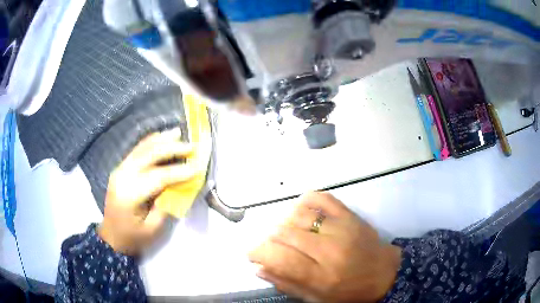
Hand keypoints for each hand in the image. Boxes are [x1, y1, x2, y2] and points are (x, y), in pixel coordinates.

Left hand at [98, 129, 195, 255]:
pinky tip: (161, 137)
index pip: (157, 177)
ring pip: (142, 148)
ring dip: (161, 140)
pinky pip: (136, 151)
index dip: (178, 171)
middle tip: (191, 146)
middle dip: (171, 148)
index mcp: (129, 195)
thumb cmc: (133, 237)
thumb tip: (179, 185)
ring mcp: (119, 170)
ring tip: (177, 133)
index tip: (197, 168)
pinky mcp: (120, 169)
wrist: (112, 236)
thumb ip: (165, 204)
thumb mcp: (153, 228)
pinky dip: (150, 142)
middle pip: (148, 155)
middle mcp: (122, 176)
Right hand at [249, 192, 401, 302]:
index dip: (259, 253)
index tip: (252, 253)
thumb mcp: (317, 299)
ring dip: (283, 222)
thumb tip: (259, 268)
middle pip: (285, 234)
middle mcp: (330, 249)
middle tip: (269, 246)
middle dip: (268, 239)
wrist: (385, 274)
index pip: (280, 258)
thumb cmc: (349, 292)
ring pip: (299, 215)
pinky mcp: (349, 215)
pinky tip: (300, 213)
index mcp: (322, 276)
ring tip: (284, 233)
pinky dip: (304, 202)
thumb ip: (287, 284)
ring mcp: (341, 228)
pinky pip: (321, 198)